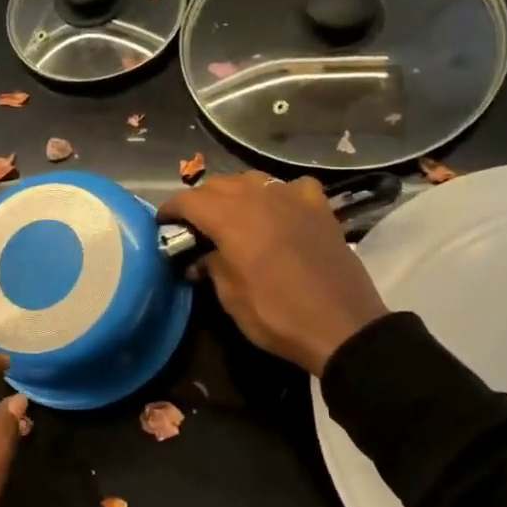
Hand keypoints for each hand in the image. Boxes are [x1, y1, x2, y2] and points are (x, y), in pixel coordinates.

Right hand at [160, 172, 389, 376]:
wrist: (342, 326)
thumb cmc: (277, 315)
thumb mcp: (230, 297)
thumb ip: (211, 267)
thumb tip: (200, 258)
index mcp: (230, 219)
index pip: (189, 200)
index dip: (171, 210)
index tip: (163, 223)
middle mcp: (259, 198)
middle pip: (219, 184)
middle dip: (201, 201)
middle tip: (194, 226)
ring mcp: (293, 198)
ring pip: (253, 180)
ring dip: (236, 193)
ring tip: (232, 216)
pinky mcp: (320, 208)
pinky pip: (292, 188)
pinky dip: (279, 195)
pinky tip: (280, 211)